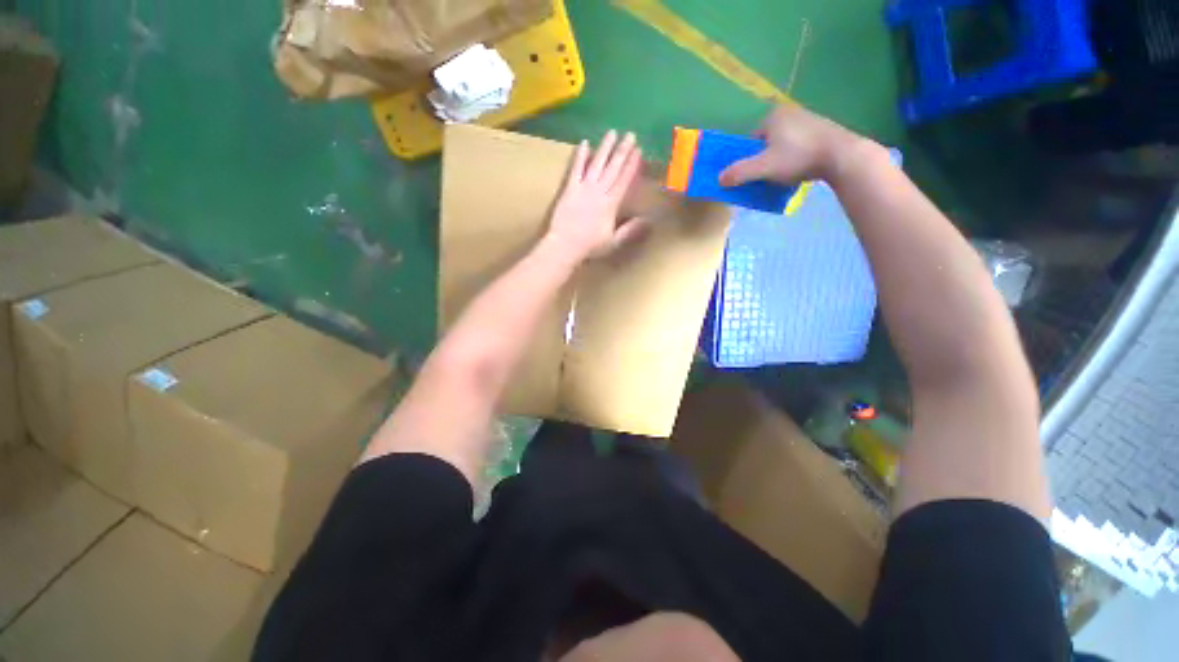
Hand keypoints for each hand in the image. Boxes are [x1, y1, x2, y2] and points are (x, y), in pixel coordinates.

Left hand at [544, 130, 648, 262]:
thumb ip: (630, 230)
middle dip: (622, 151)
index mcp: (611, 204)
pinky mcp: (569, 188)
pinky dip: (580, 155)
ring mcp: (583, 187)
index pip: (624, 180)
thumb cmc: (590, 246)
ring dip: (604, 148)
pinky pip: (575, 168)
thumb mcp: (614, 242)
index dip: (632, 165)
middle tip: (630, 135)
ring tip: (612, 133)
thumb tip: (648, 220)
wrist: (565, 245)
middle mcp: (599, 191)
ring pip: (596, 163)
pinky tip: (584, 143)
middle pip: (613, 168)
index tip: (639, 151)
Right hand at [719, 104, 871, 186]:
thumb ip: (739, 173)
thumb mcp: (763, 168)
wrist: (841, 155)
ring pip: (783, 144)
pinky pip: (799, 144)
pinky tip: (800, 168)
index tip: (754, 173)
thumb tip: (718, 179)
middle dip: (765, 159)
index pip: (751, 140)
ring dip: (780, 159)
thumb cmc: (797, 157)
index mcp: (773, 116)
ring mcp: (808, 119)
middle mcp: (790, 112)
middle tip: (768, 176)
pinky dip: (795, 157)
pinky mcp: (823, 129)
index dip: (749, 158)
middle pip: (767, 142)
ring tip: (785, 174)